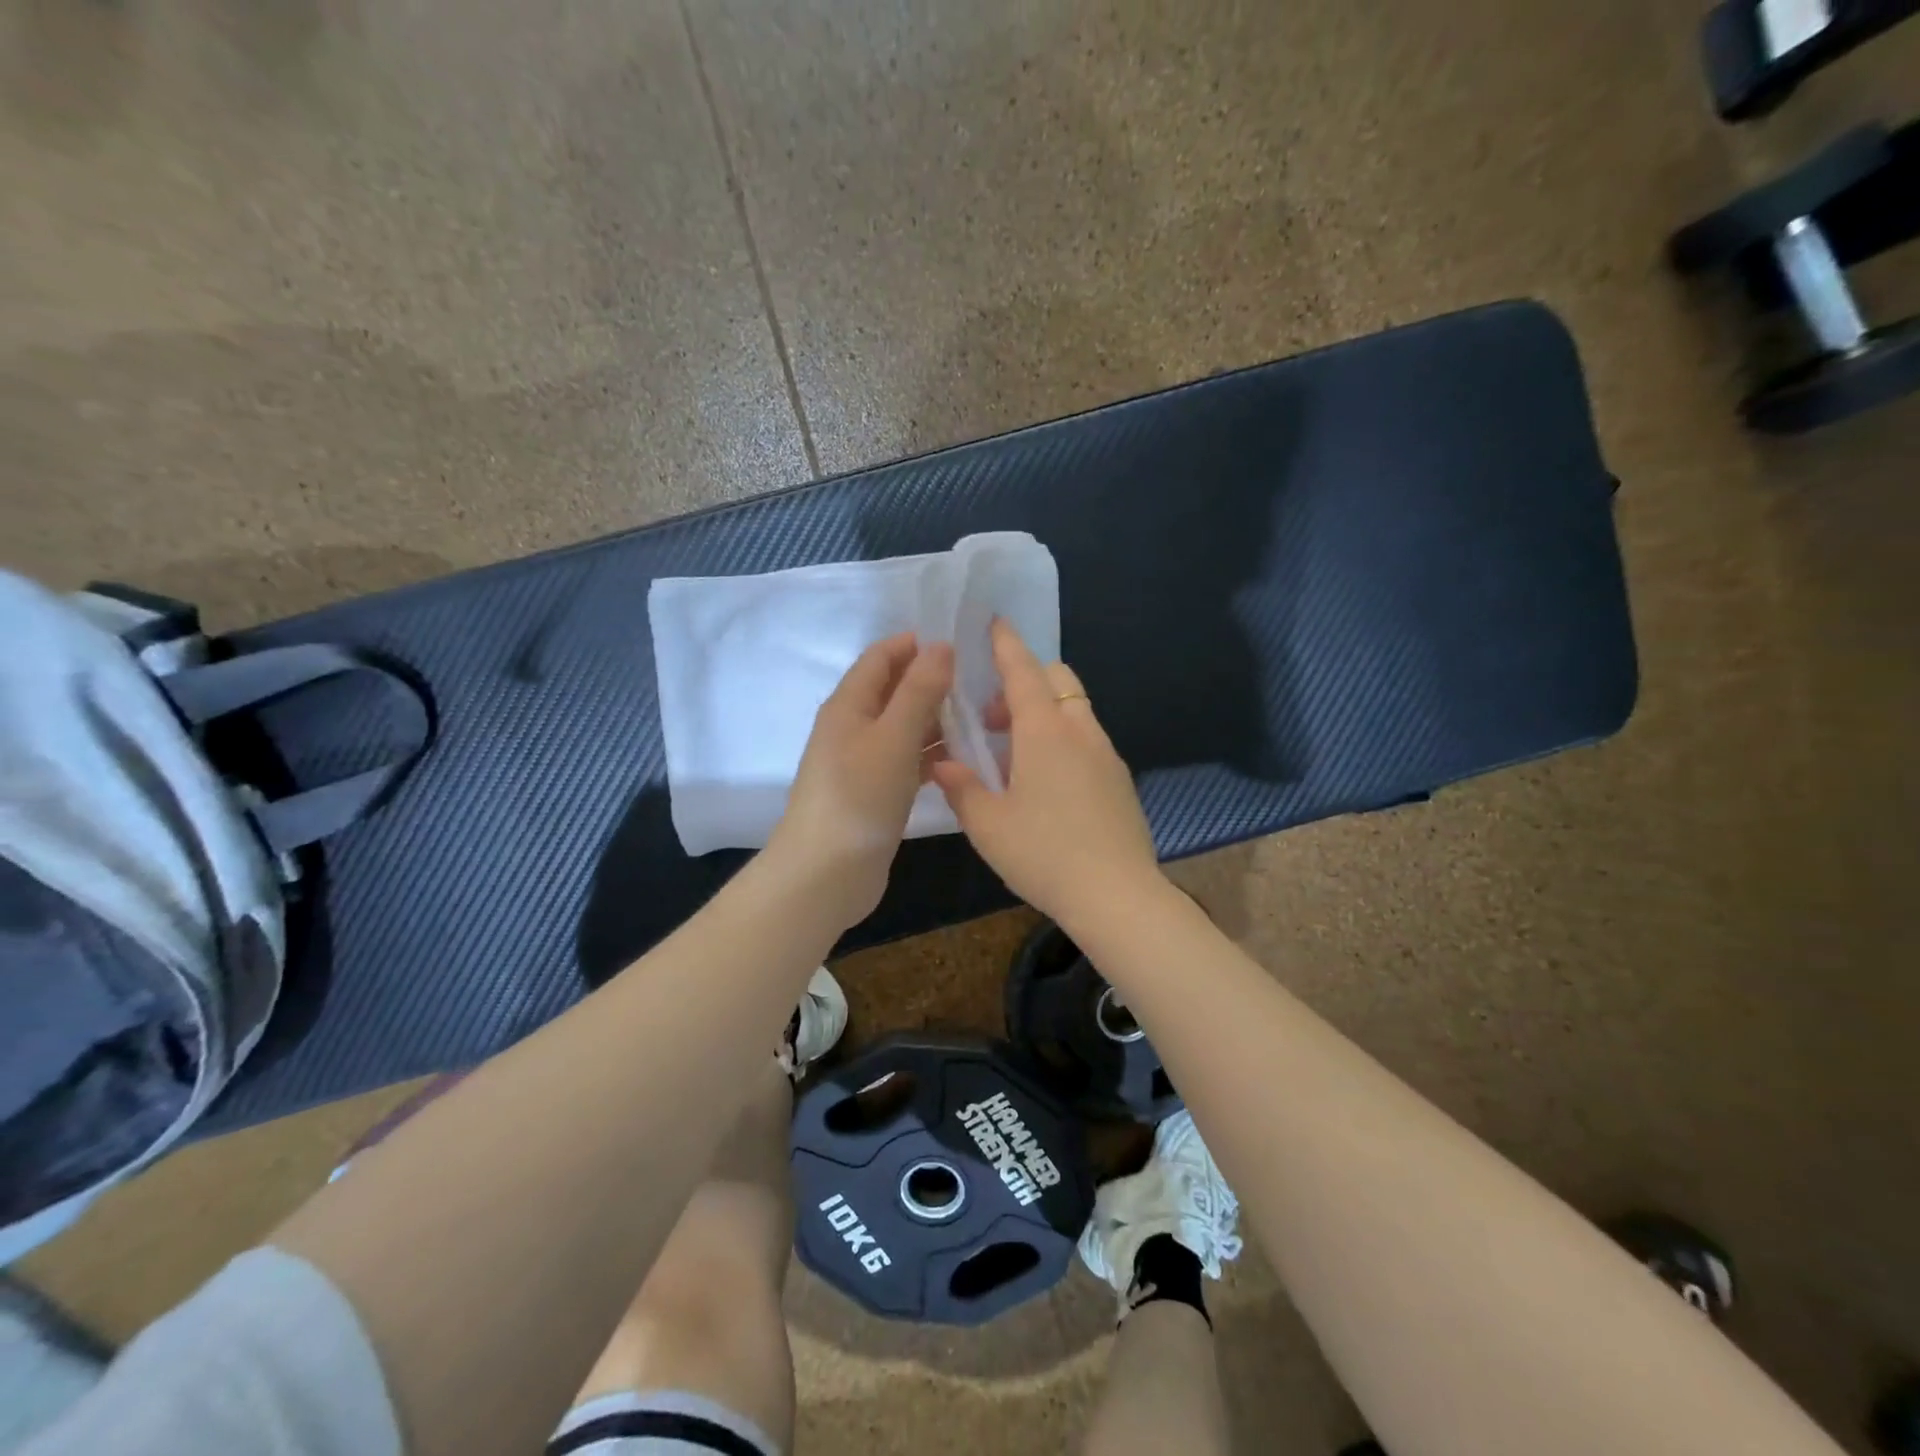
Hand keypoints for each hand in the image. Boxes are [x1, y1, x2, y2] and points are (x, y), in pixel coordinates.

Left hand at [767, 632, 953, 928]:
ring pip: (904, 727)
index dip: (916, 644)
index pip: (881, 657)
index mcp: (849, 704)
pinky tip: (962, 758)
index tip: (961, 643)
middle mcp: (853, 726)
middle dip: (932, 681)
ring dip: (936, 719)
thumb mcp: (894, 736)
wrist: (827, 873)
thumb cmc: (859, 796)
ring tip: (981, 717)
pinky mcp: (876, 791)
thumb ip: (919, 691)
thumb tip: (940, 646)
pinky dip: (931, 754)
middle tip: (980, 682)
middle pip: (894, 690)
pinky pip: (907, 759)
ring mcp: (864, 761)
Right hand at [929, 619, 1163, 928]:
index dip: (1006, 644)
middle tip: (992, 718)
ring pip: (1074, 710)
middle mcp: (1080, 732)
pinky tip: (1045, 783)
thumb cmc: (1044, 854)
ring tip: (1013, 756)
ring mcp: (1106, 755)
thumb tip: (943, 763)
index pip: (1023, 671)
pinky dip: (1062, 739)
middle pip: (1056, 681)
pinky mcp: (1119, 780)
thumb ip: (962, 787)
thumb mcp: (988, 824)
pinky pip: (1086, 739)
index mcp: (1045, 732)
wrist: (1117, 895)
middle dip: (1023, 682)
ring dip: (1042, 714)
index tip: (995, 622)